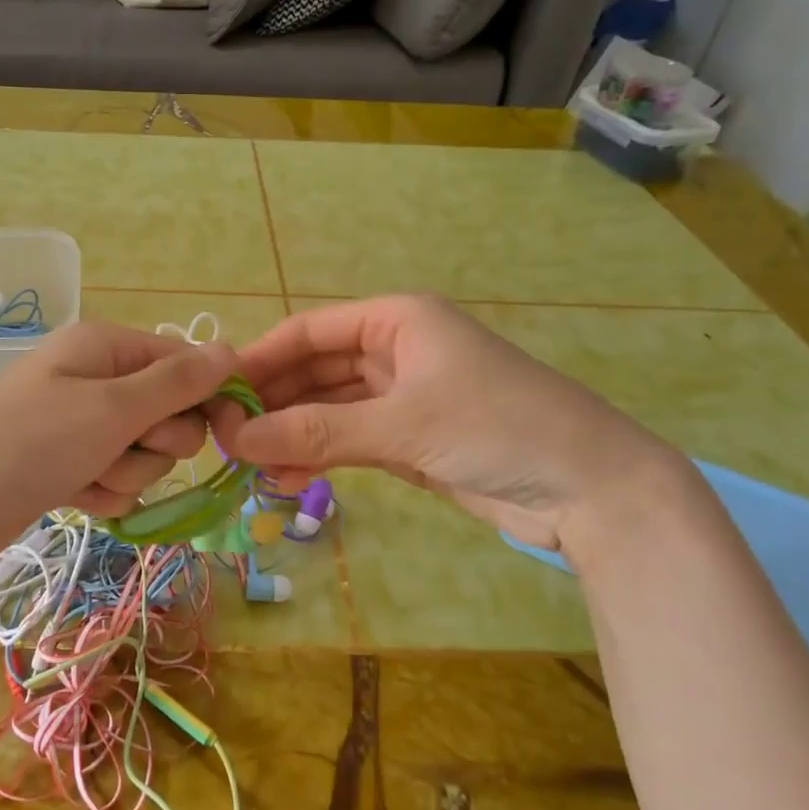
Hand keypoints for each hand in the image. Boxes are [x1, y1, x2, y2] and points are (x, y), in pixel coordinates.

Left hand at [0, 322, 238, 580]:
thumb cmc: (28, 445)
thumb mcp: (111, 408)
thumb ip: (177, 382)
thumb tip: (231, 351)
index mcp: (105, 346)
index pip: (184, 362)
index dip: (208, 396)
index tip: (228, 433)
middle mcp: (94, 378)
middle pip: (167, 411)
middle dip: (155, 441)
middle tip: (119, 448)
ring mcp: (78, 424)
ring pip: (143, 452)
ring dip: (126, 472)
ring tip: (85, 477)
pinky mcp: (66, 465)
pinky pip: (113, 477)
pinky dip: (102, 492)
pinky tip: (73, 498)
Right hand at [213, 295, 680, 551]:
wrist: (592, 489)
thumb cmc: (498, 428)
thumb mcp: (401, 425)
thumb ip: (316, 432)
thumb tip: (235, 441)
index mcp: (396, 320)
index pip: (308, 332)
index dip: (260, 360)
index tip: (216, 396)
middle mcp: (395, 350)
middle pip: (314, 370)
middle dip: (272, 403)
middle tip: (224, 439)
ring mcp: (402, 396)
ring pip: (328, 408)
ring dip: (291, 433)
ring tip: (248, 467)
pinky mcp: (409, 439)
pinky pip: (348, 439)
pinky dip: (318, 455)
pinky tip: (286, 478)